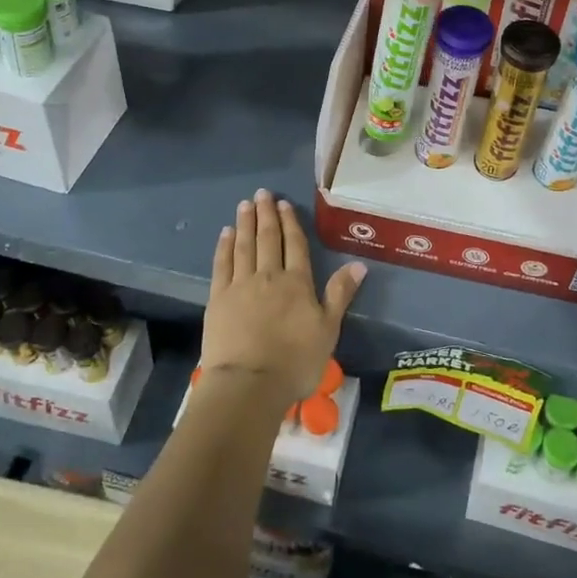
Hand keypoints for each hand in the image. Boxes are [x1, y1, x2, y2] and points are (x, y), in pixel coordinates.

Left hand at [201, 190, 365, 407]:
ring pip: (244, 246)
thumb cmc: (295, 361)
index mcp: (297, 283)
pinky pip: (222, 264)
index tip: (284, 204)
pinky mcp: (218, 298)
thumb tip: (358, 264)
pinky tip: (226, 233)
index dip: (290, 223)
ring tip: (245, 204)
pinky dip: (225, 246)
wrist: (249, 384)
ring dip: (245, 223)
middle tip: (262, 193)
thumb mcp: (328, 330)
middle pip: (267, 239)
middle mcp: (268, 276)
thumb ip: (340, 294)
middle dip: (266, 215)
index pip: (294, 245)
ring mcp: (240, 285)